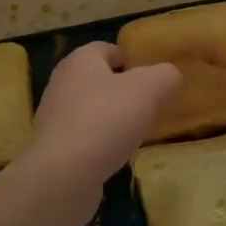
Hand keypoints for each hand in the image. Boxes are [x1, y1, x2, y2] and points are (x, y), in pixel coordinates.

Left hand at [21, 42, 179, 197]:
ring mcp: (55, 117)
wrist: (63, 176)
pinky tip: (118, 156)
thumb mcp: (149, 89)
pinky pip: (86, 137)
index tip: (155, 80)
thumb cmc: (105, 121)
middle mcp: (63, 83)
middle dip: (126, 92)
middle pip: (101, 80)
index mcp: (80, 60)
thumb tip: (170, 78)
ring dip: (114, 119)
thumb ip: (166, 76)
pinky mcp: (55, 148)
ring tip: (138, 133)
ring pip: (94, 110)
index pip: (109, 49)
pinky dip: (102, 143)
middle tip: (152, 107)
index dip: (133, 60)